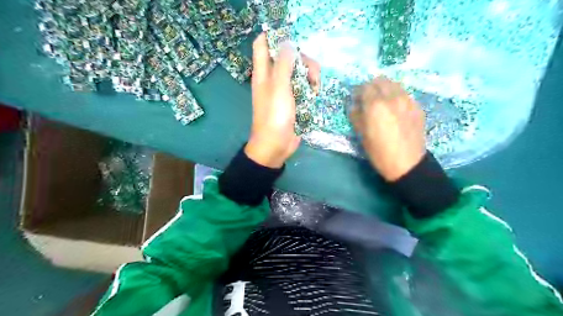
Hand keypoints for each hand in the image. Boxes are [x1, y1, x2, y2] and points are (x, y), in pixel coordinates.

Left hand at [247, 32, 320, 166]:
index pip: (263, 44)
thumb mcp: (279, 87)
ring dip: (310, 76)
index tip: (293, 39)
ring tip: (315, 88)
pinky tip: (314, 95)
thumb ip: (283, 64)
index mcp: (264, 72)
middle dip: (303, 60)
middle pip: (288, 56)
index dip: (274, 36)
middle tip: (313, 73)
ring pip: (299, 71)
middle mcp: (273, 78)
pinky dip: (310, 88)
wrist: (276, 145)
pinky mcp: (294, 100)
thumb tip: (288, 42)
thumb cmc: (274, 116)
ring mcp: (284, 89)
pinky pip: (303, 86)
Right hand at [350, 76, 426, 180]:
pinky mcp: (417, 107)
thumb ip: (356, 116)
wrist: (407, 164)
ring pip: (394, 84)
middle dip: (371, 86)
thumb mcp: (361, 135)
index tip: (356, 99)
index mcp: (375, 105)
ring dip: (385, 89)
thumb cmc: (379, 152)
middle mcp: (392, 97)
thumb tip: (354, 106)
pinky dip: (397, 96)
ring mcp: (407, 100)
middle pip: (380, 80)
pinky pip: (404, 94)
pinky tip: (395, 110)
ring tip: (382, 102)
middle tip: (368, 98)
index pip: (365, 87)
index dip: (358, 91)